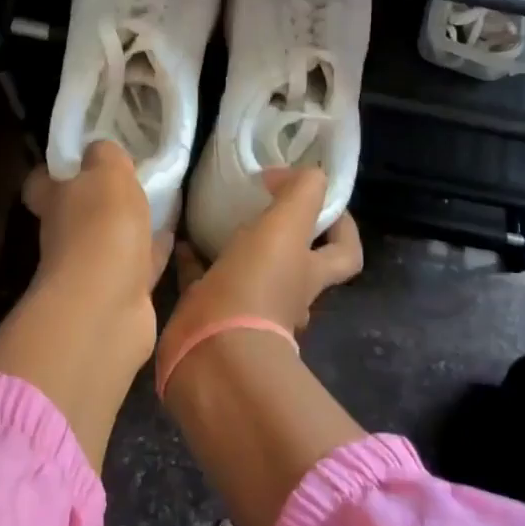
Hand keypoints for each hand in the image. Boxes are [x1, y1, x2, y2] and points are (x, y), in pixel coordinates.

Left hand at [21, 141, 172, 355]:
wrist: (106, 307)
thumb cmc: (100, 228)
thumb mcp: (106, 172)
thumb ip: (105, 155)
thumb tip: (100, 150)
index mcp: (54, 201)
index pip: (41, 182)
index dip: (56, 169)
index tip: (81, 156)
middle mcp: (65, 236)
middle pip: (77, 211)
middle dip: (100, 197)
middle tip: (132, 176)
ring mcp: (91, 269)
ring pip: (111, 239)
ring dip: (130, 225)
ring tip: (160, 201)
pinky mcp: (120, 295)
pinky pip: (139, 265)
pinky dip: (153, 251)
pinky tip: (172, 236)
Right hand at [163, 167, 361, 359]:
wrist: (212, 352)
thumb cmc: (256, 286)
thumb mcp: (287, 228)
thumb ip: (301, 192)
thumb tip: (290, 173)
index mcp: (309, 275)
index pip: (345, 253)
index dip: (343, 227)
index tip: (322, 198)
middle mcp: (284, 296)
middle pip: (295, 263)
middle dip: (284, 236)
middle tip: (264, 201)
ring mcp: (244, 309)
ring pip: (247, 271)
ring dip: (237, 244)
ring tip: (217, 213)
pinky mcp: (206, 314)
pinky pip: (200, 280)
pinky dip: (192, 258)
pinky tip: (179, 238)